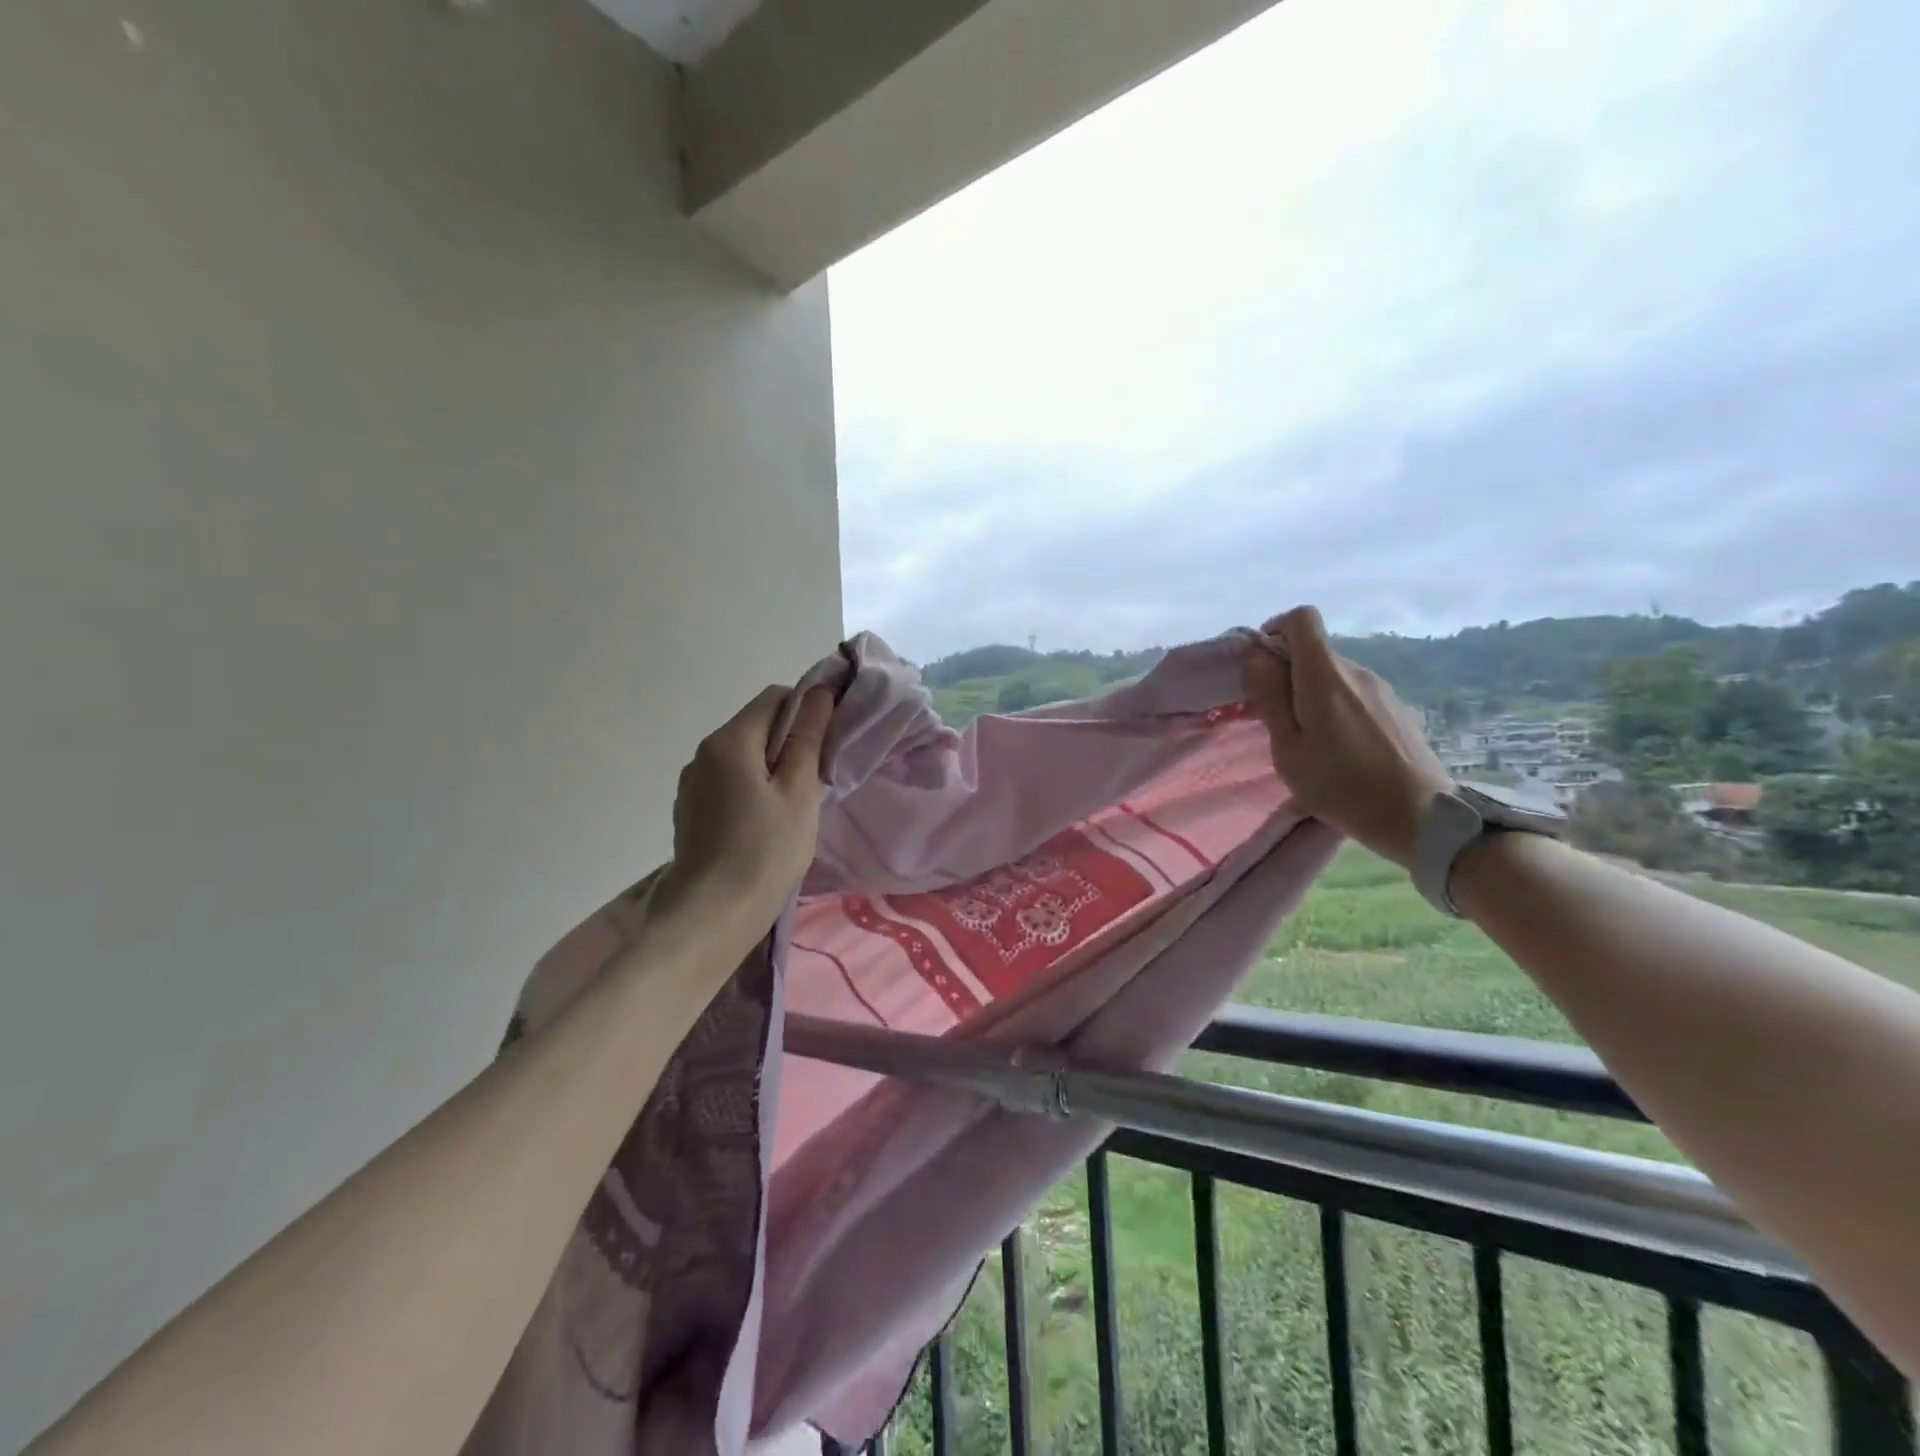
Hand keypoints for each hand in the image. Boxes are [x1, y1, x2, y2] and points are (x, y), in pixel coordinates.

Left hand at [652, 684, 834, 935]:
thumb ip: (808, 738)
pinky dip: (750, 790)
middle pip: (755, 727)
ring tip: (791, 807)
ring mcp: (691, 783)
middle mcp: (703, 753)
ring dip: (770, 769)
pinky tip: (763, 825)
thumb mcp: (799, 792)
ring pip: (741, 758)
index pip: (774, 698)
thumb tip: (818, 693)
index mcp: (730, 740)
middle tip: (816, 780)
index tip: (828, 742)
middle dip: (789, 743)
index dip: (807, 710)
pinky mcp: (689, 811)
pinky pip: (727, 783)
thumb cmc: (765, 851)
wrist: (711, 916)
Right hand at [1242, 606, 1453, 869]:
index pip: (1301, 618)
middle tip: (1276, 721)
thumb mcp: (1289, 752)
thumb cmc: (1343, 788)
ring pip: (1332, 674)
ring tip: (1308, 741)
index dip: (1275, 632)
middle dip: (1287, 673)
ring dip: (1310, 694)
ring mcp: (1381, 689)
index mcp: (1325, 677)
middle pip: (1314, 649)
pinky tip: (1340, 749)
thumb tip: (1257, 656)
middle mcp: (1356, 671)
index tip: (1262, 670)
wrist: (1423, 819)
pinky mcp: (1396, 707)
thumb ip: (1270, 699)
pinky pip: (1353, 692)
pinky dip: (1335, 707)